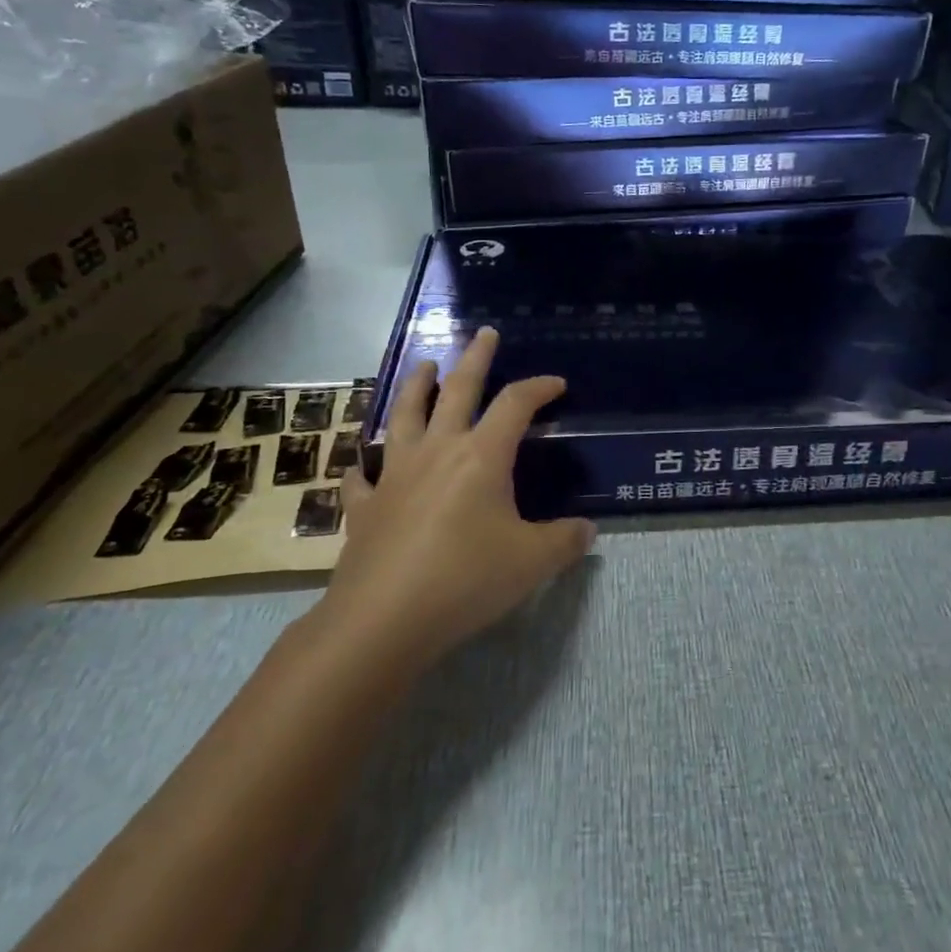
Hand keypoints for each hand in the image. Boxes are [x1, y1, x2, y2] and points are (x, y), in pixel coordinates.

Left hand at [319, 327, 594, 670]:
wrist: (384, 619)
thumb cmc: (466, 579)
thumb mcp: (532, 563)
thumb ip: (565, 541)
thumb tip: (587, 531)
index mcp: (482, 455)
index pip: (516, 404)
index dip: (539, 388)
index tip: (557, 384)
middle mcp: (438, 451)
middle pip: (457, 390)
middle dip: (475, 358)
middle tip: (483, 333)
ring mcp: (396, 475)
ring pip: (405, 415)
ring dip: (416, 386)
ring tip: (424, 366)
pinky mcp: (366, 505)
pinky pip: (363, 476)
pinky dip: (366, 465)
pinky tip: (365, 465)